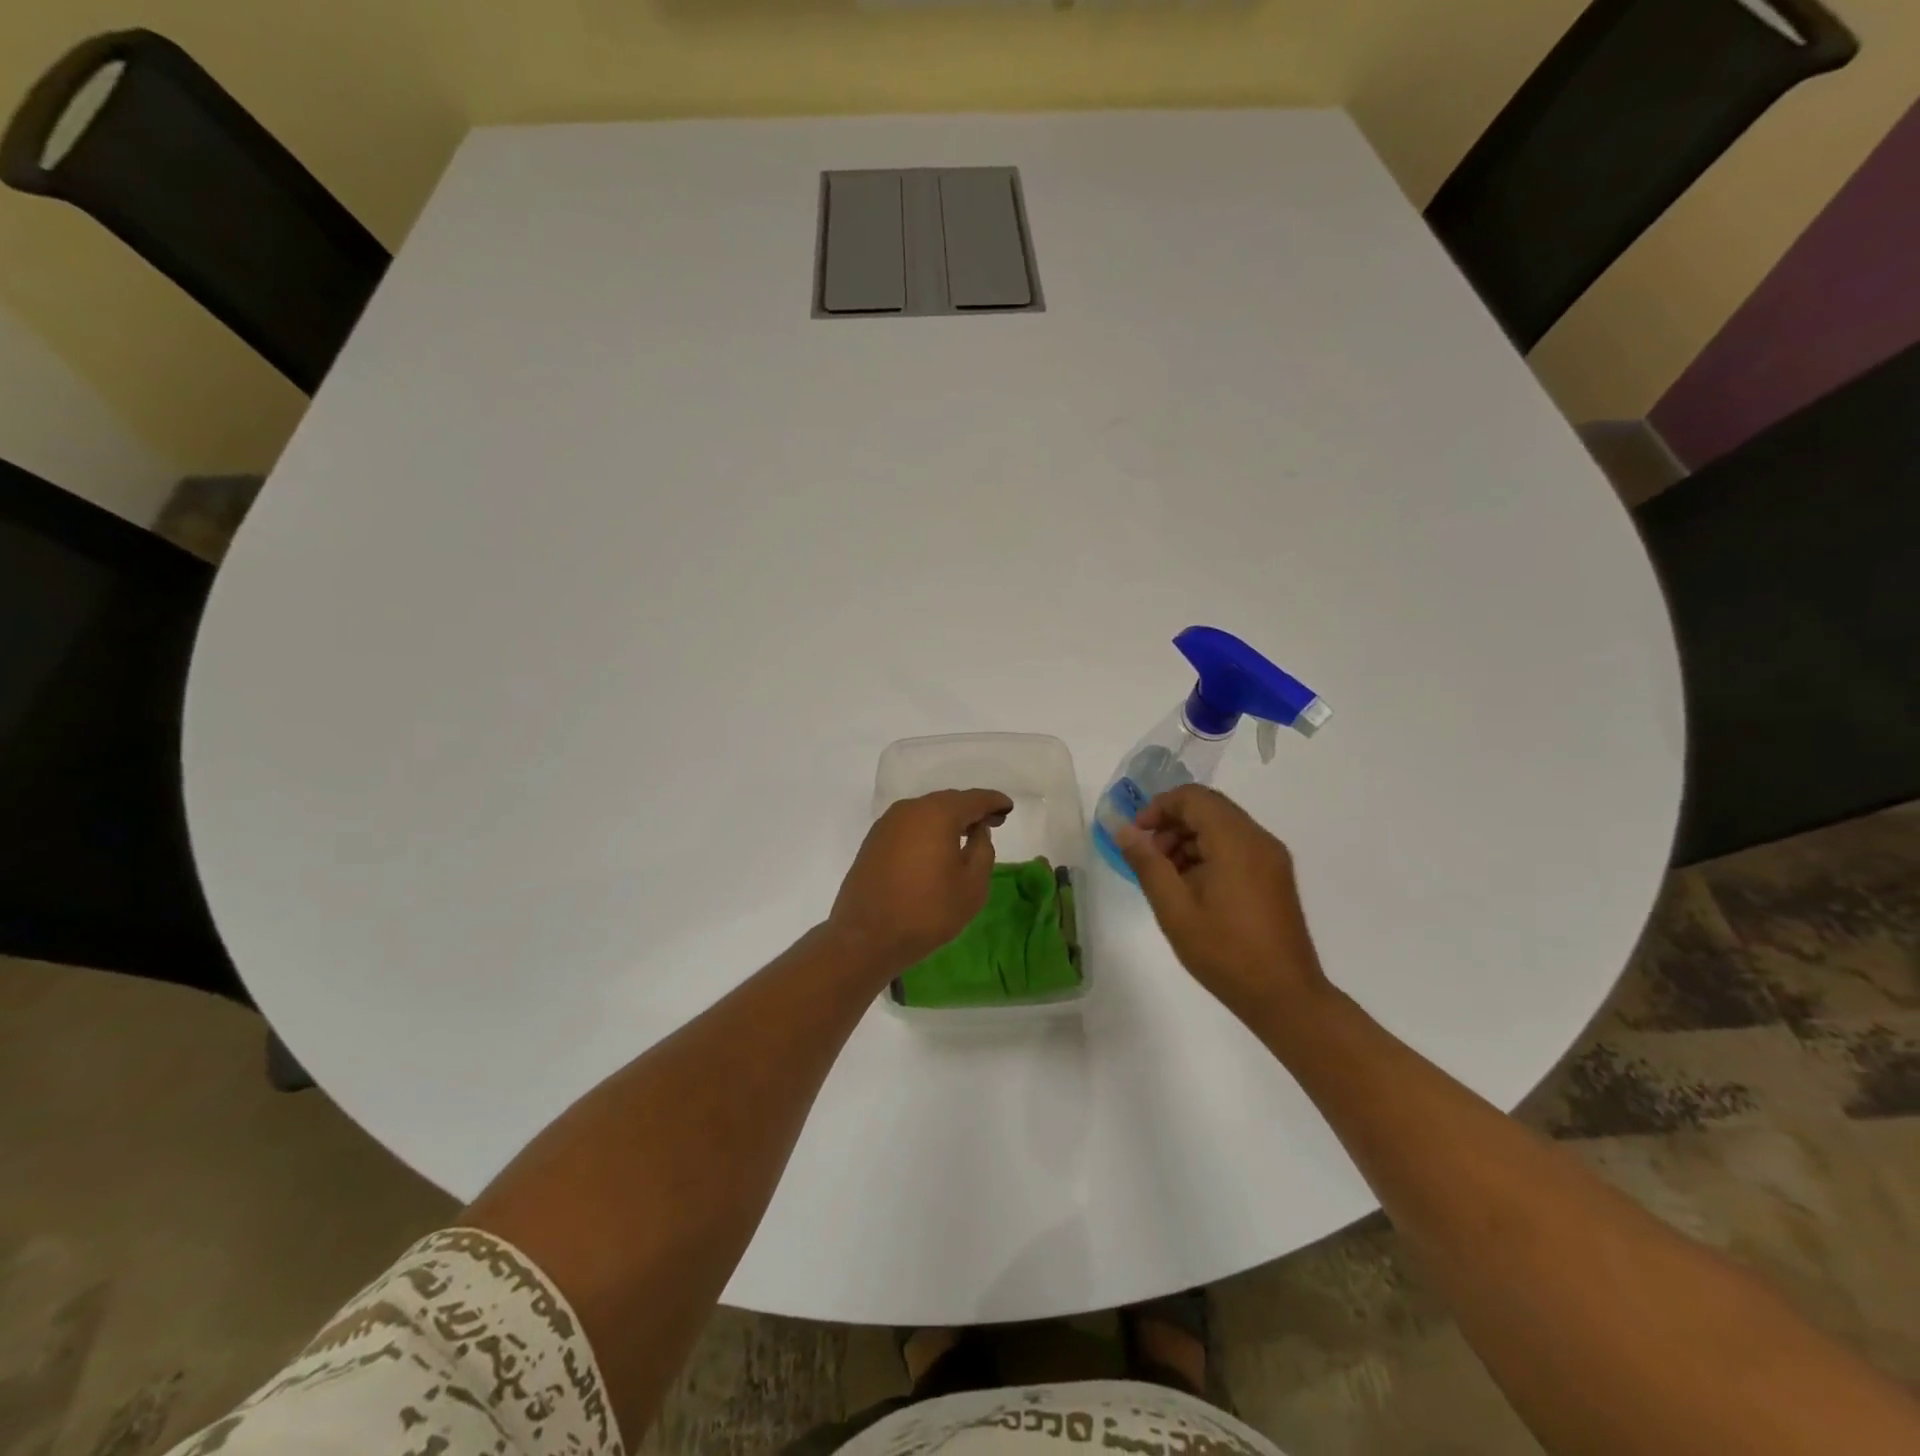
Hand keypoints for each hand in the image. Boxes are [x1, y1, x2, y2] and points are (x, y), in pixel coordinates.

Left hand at [829, 789, 1011, 977]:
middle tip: (992, 822)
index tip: (1008, 807)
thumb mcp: (972, 886)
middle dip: (971, 810)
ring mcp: (887, 823)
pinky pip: (910, 826)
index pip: (974, 799)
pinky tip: (936, 847)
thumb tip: (978, 831)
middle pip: (948, 802)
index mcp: (937, 814)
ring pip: (926, 812)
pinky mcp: (874, 840)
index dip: (994, 802)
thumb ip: (983, 850)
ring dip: (948, 820)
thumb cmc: (927, 911)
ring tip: (966, 835)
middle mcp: (910, 809)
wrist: (866, 937)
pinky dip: (928, 830)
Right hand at [1116, 785, 1329, 1023]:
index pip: (1193, 798)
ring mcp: (1272, 858)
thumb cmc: (1225, 953)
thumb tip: (1124, 830)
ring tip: (1167, 877)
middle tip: (1148, 857)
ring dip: (1189, 839)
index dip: (1159, 808)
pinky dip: (1209, 853)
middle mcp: (1259, 840)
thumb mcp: (1175, 909)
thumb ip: (1147, 863)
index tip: (1136, 835)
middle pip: (1209, 808)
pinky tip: (1192, 888)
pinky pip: (1237, 846)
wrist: (1285, 997)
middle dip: (1172, 823)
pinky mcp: (1275, 876)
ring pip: (1222, 827)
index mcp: (1236, 842)